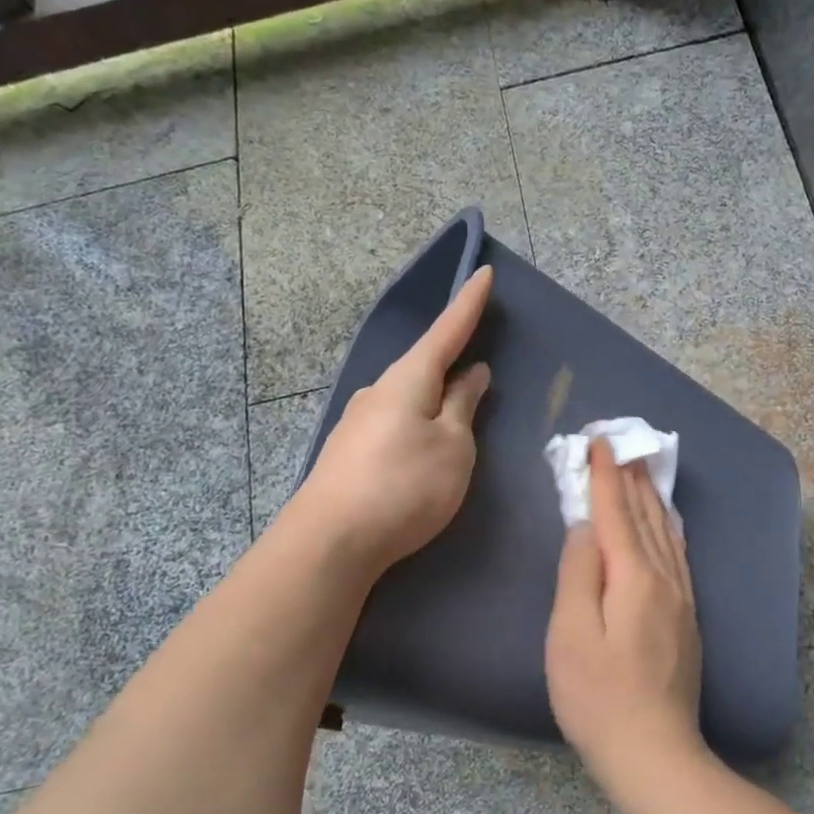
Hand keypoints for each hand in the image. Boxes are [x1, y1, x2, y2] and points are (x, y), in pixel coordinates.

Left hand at [291, 266, 492, 575]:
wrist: (330, 541)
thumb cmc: (405, 485)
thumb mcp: (453, 446)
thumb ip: (464, 406)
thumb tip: (472, 373)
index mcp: (409, 379)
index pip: (447, 331)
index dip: (468, 304)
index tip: (483, 273)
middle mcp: (379, 390)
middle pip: (424, 364)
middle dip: (451, 359)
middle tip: (480, 363)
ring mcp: (359, 420)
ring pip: (408, 396)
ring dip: (435, 396)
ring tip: (458, 414)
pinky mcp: (350, 450)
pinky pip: (395, 421)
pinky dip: (417, 420)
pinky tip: (422, 444)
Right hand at [545, 439, 704, 782]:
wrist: (654, 752)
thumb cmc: (598, 696)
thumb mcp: (571, 634)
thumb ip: (578, 573)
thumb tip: (586, 525)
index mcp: (634, 576)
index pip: (616, 512)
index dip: (605, 475)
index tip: (599, 441)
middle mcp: (664, 578)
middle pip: (645, 515)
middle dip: (630, 477)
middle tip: (619, 442)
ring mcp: (681, 598)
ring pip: (665, 531)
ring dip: (650, 496)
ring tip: (641, 470)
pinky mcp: (686, 617)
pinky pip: (677, 553)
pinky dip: (667, 526)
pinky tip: (666, 522)